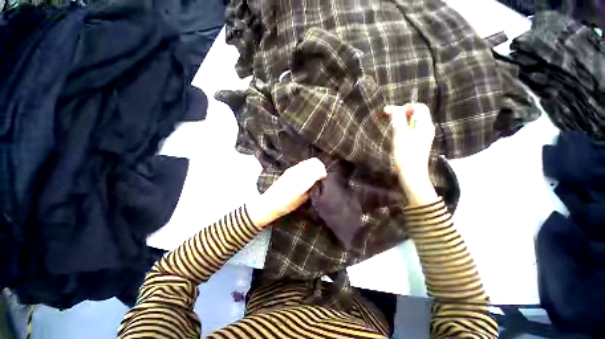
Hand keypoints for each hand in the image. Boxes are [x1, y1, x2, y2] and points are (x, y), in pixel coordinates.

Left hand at [248, 158, 326, 227]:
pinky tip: (306, 174)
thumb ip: (312, 189)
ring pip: (308, 161)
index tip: (323, 179)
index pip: (318, 170)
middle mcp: (298, 172)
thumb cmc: (287, 205)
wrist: (270, 203)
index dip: (323, 173)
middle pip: (314, 162)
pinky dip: (307, 166)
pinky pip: (302, 164)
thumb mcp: (303, 199)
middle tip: (320, 176)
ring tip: (313, 175)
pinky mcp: (289, 169)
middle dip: (320, 167)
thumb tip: (318, 182)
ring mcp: (293, 169)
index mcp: (303, 181)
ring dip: (314, 166)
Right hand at [384, 103, 437, 204]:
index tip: (389, 112)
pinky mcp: (419, 143)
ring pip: (413, 122)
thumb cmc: (406, 154)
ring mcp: (423, 136)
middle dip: (402, 113)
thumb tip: (392, 108)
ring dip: (401, 120)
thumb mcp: (400, 135)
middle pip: (416, 113)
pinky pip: (411, 130)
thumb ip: (398, 119)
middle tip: (388, 118)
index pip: (418, 106)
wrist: (412, 174)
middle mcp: (427, 128)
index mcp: (424, 124)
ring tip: (390, 125)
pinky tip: (396, 134)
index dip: (404, 107)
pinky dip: (403, 128)